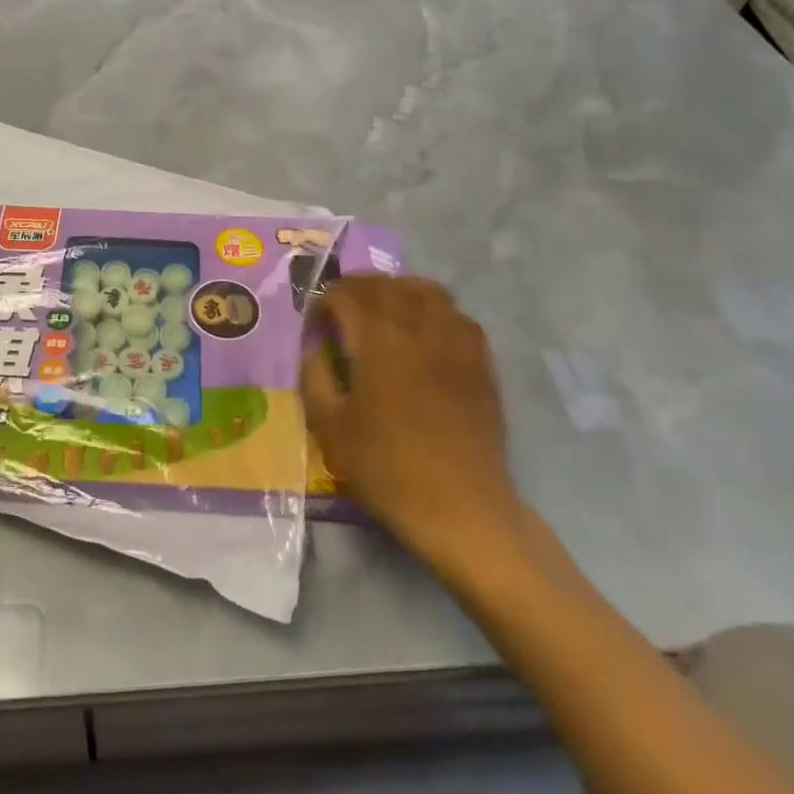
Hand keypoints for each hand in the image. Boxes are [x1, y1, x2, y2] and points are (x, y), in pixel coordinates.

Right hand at [303, 277, 524, 584]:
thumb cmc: (387, 469)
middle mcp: (418, 328)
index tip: (315, 323)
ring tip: (381, 310)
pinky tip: (423, 332)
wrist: (461, 508)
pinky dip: (433, 309)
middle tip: (340, 309)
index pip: (345, 295)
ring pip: (425, 290)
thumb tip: (314, 344)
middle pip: (385, 285)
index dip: (324, 301)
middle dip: (356, 288)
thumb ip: (315, 374)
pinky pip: (456, 314)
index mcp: (378, 340)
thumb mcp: (329, 426)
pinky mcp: (480, 361)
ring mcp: (455, 341)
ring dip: (396, 290)